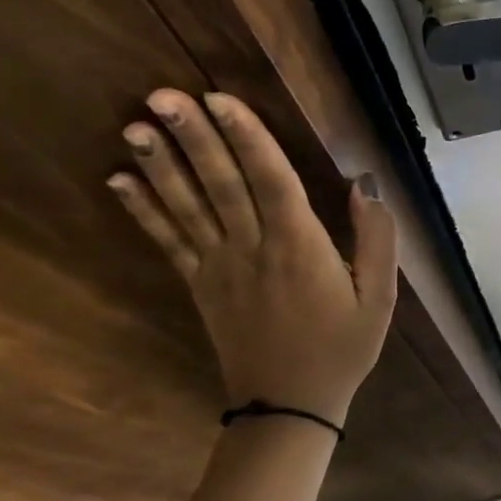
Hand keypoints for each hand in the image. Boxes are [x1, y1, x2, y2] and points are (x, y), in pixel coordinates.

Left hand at [109, 89, 397, 423]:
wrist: (290, 405)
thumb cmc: (342, 348)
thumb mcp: (380, 297)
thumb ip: (377, 239)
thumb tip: (364, 186)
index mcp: (300, 247)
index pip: (270, 180)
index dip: (246, 137)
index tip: (221, 99)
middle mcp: (253, 249)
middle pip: (221, 184)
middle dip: (194, 137)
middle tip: (163, 95)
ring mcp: (219, 268)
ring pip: (188, 207)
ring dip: (160, 165)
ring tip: (135, 126)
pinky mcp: (200, 285)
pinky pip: (168, 242)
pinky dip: (143, 210)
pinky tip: (120, 180)